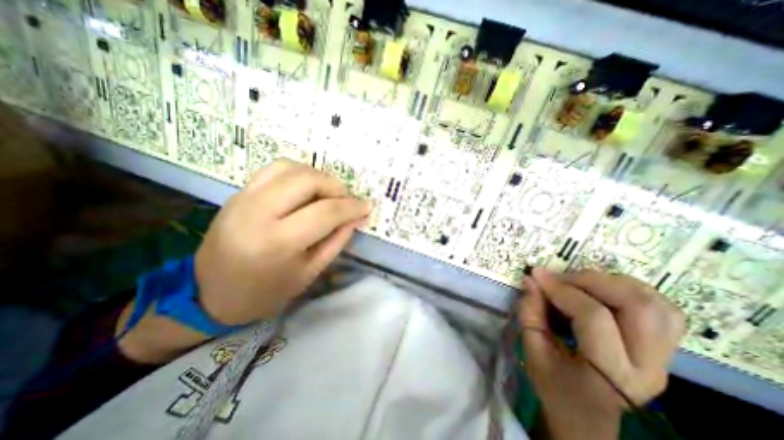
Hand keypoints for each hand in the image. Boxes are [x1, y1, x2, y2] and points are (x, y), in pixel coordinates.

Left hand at [194, 159, 368, 324]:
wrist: (209, 294)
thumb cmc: (266, 292)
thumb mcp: (310, 272)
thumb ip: (337, 241)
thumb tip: (356, 217)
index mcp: (278, 242)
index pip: (326, 212)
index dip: (352, 207)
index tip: (367, 206)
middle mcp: (258, 213)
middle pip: (307, 180)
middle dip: (336, 186)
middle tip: (346, 200)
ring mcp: (243, 198)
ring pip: (290, 168)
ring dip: (317, 176)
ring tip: (328, 193)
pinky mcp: (238, 193)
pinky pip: (274, 169)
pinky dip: (298, 173)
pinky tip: (306, 188)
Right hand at [519, 268, 684, 439]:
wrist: (587, 417)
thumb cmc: (554, 386)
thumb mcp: (533, 351)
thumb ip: (530, 313)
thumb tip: (531, 280)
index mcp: (611, 372)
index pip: (593, 316)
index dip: (561, 289)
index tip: (537, 275)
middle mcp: (648, 366)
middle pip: (636, 305)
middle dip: (591, 280)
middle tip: (561, 277)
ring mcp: (664, 358)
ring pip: (656, 304)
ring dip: (614, 282)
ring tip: (581, 282)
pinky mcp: (665, 350)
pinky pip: (663, 310)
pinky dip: (633, 291)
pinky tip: (605, 290)